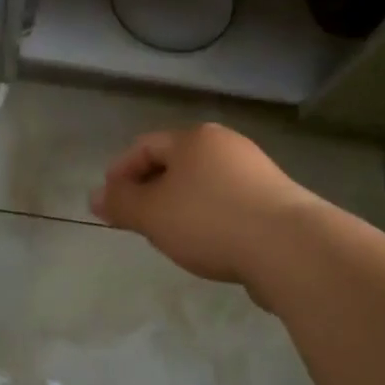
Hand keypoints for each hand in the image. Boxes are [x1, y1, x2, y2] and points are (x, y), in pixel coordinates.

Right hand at [91, 123, 318, 289]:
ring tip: (171, 236)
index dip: (121, 171)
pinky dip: (210, 217)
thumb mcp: (153, 213)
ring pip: (203, 183)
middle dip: (151, 188)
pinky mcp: (275, 199)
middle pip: (176, 162)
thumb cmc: (210, 220)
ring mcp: (255, 170)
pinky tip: (209, 245)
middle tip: (137, 220)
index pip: (146, 146)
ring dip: (181, 205)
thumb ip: (121, 203)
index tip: (109, 202)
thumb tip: (95, 195)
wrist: (289, 246)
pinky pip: (228, 202)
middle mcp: (225, 144)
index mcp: (194, 138)